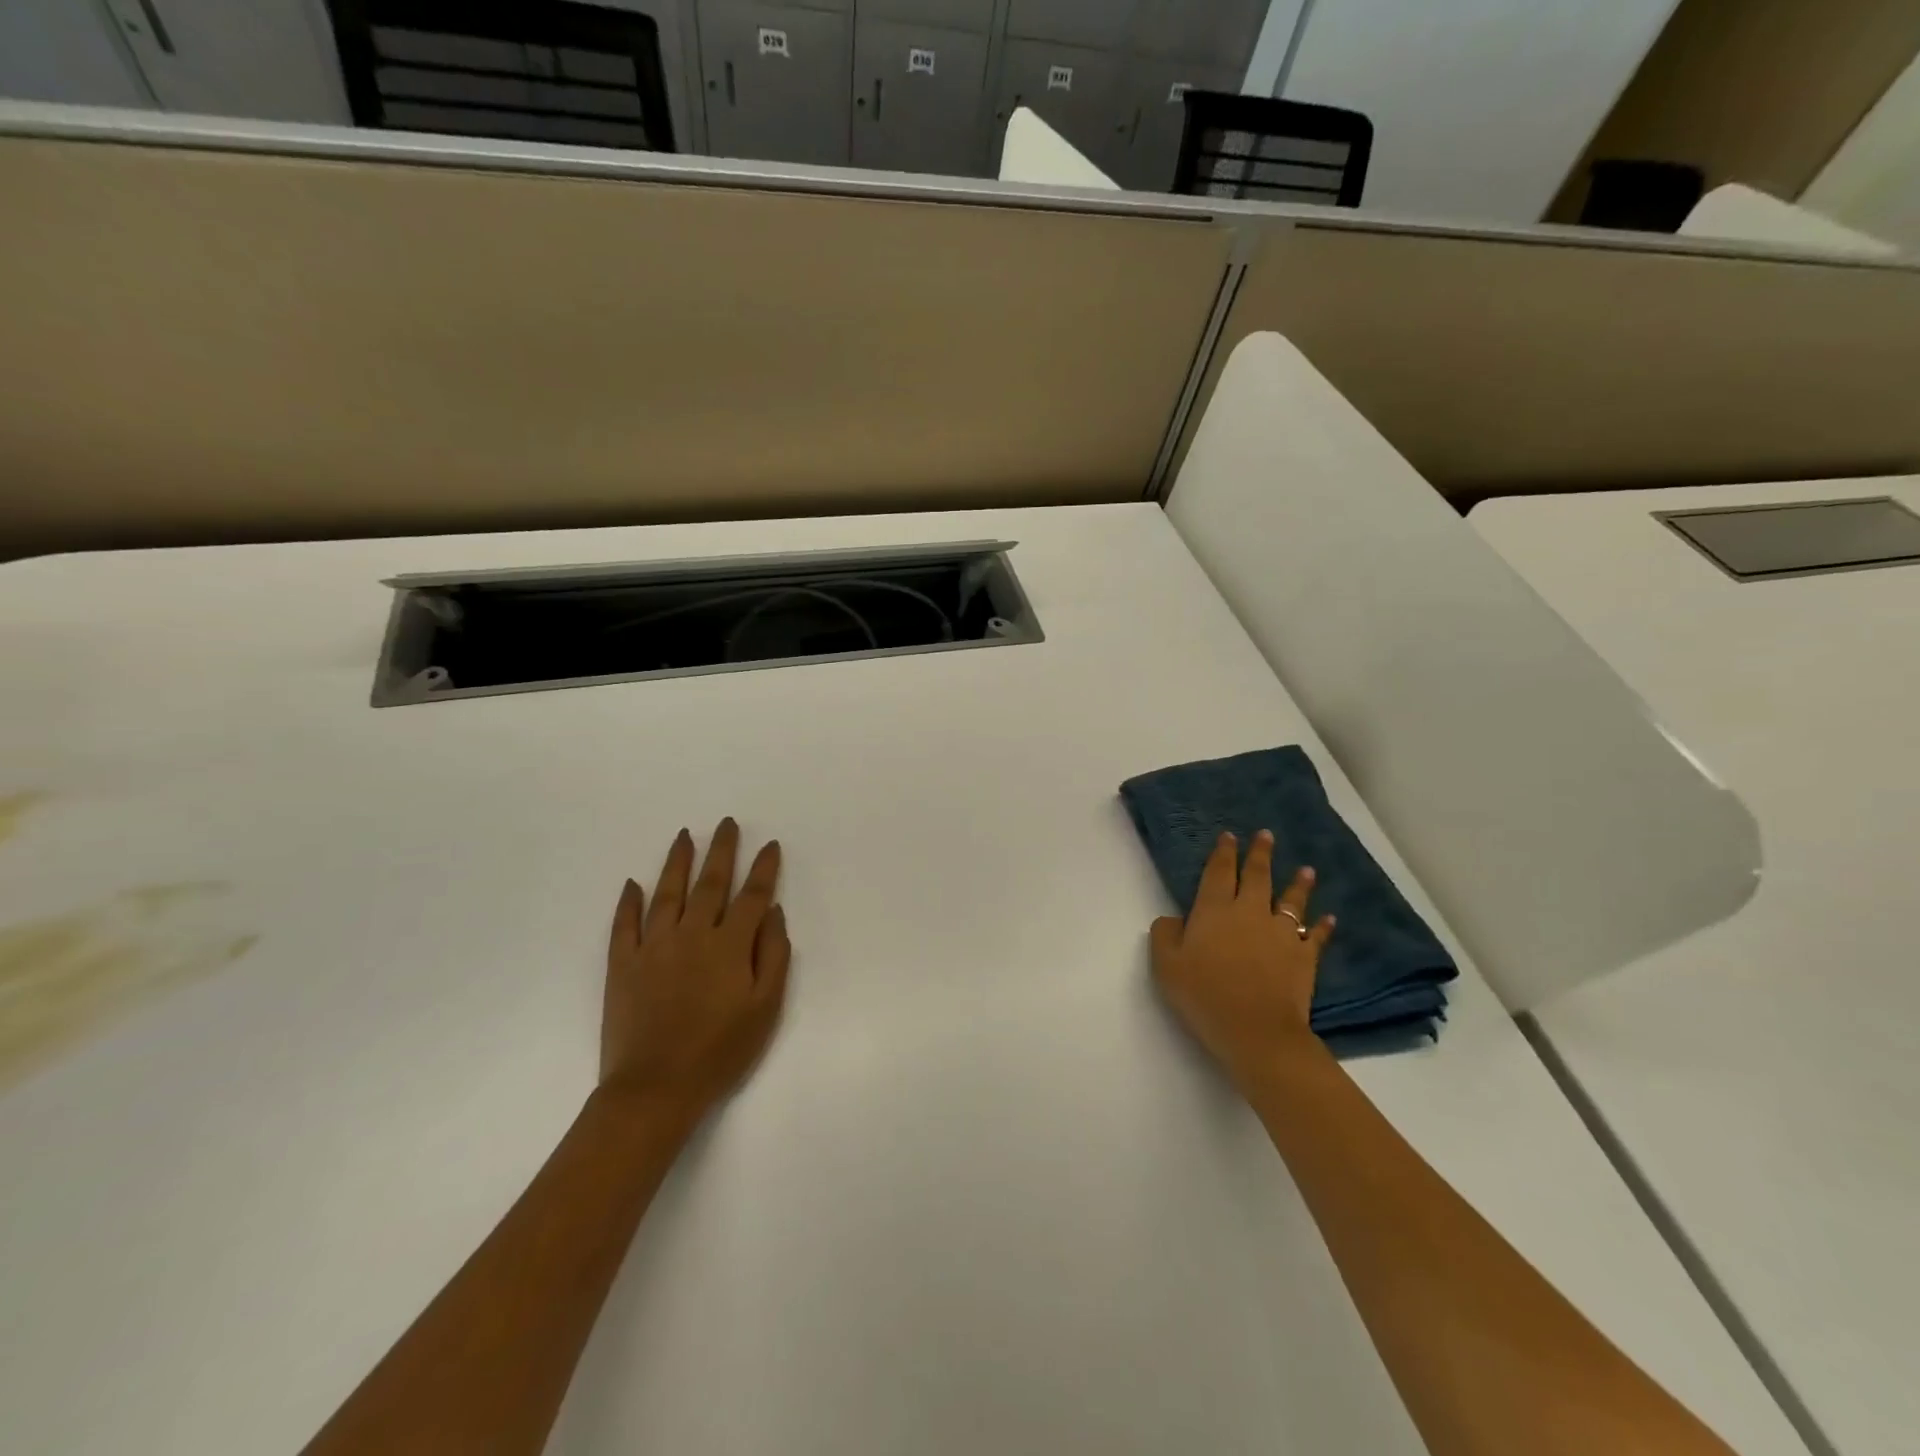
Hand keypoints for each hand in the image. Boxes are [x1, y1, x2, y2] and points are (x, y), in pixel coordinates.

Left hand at [601, 819, 790, 1117]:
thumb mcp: (766, 1008)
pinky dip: (628, 902)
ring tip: (685, 835)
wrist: (655, 1088)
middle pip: (710, 883)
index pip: (752, 895)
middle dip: (722, 850)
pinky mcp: (623, 964)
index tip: (770, 845)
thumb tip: (773, 912)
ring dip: (677, 861)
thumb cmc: (721, 1051)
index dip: (764, 868)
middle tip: (727, 823)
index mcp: (730, 945)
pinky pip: (625, 924)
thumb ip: (774, 955)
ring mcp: (654, 946)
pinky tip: (632, 884)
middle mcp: (692, 934)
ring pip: (667, 893)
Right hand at [1150, 829, 1333, 1088]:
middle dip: (1260, 854)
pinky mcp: (1303, 957)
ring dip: (1298, 884)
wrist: (1256, 1031)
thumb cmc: (1204, 995)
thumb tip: (1173, 918)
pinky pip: (1314, 935)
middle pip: (1257, 876)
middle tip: (1266, 835)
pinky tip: (1329, 918)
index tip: (1229, 836)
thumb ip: (1165, 934)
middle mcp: (1250, 912)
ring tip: (1306, 869)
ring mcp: (1280, 933)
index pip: (1219, 872)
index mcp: (1214, 910)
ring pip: (1291, 901)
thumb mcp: (1165, 965)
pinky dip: (1322, 926)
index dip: (1223, 853)